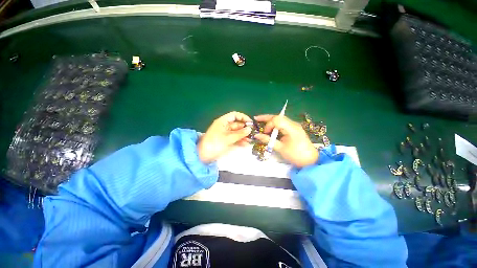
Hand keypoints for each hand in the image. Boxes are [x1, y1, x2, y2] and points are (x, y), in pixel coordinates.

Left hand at [198, 111, 252, 162]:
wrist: (203, 156)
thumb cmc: (215, 144)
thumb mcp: (228, 138)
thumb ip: (240, 133)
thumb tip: (249, 128)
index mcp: (223, 122)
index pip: (234, 115)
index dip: (243, 117)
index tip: (251, 123)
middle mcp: (225, 126)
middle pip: (237, 124)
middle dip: (245, 128)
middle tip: (253, 133)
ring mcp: (226, 134)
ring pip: (237, 132)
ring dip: (244, 135)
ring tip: (251, 139)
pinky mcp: (227, 141)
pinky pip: (235, 139)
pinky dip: (240, 141)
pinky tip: (246, 144)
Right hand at [254, 114, 317, 167]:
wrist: (311, 160)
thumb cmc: (296, 155)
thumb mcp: (280, 148)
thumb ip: (268, 140)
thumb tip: (256, 135)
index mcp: (291, 128)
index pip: (277, 120)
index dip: (268, 125)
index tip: (264, 133)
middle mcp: (293, 124)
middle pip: (278, 117)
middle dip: (266, 117)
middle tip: (256, 118)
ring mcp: (294, 125)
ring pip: (280, 119)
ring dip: (270, 120)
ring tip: (261, 121)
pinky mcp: (294, 128)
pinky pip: (283, 123)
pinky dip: (275, 124)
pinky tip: (270, 126)